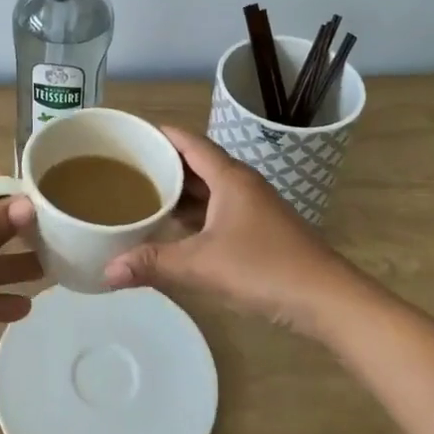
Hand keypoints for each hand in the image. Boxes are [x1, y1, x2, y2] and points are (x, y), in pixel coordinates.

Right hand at [103, 127, 365, 335]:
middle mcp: (241, 184)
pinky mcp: (258, 229)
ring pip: (208, 188)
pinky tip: (174, 228)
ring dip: (179, 190)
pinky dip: (194, 212)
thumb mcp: (203, 265)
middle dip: (163, 163)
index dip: (159, 134)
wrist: (327, 299)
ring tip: (141, 195)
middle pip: (196, 162)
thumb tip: (106, 272)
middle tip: (125, 168)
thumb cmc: (265, 268)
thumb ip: (154, 264)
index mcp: (229, 177)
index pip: (188, 141)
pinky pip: (217, 209)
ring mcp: (253, 207)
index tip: (129, 134)